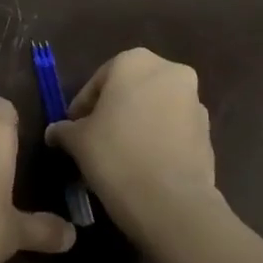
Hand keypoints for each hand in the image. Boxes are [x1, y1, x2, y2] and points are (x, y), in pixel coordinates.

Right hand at [45, 49, 218, 239]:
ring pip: (154, 108)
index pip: (98, 81)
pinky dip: (157, 139)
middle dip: (112, 111)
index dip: (82, 106)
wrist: (170, 200)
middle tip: (94, 138)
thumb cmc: (115, 155)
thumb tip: (55, 132)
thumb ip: (64, 129)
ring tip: (118, 154)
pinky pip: (173, 129)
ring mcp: (194, 101)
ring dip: (136, 124)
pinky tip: (141, 165)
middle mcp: (170, 72)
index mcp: (134, 62)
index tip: (72, 129)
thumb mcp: (77, 141)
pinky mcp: (207, 131)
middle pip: (130, 90)